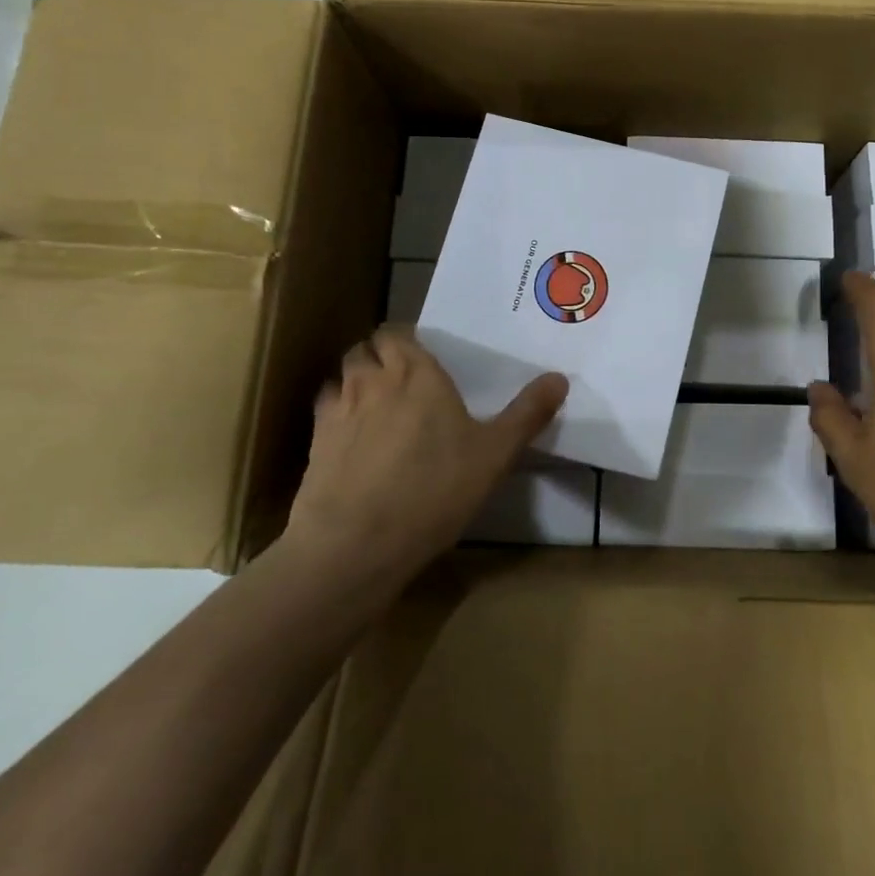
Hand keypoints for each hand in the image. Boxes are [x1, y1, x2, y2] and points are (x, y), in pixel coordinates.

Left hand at [286, 326, 567, 583]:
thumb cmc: (434, 489)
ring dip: (356, 380)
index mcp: (417, 373)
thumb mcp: (495, 454)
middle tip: (404, 380)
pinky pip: (324, 410)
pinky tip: (352, 438)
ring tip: (376, 405)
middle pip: (366, 348)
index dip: (407, 341)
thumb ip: (528, 413)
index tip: (424, 358)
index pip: (398, 333)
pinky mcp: (314, 442)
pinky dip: (337, 413)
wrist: (356, 543)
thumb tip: (560, 377)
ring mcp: (337, 409)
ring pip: (342, 376)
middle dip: (381, 356)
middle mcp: (372, 380)